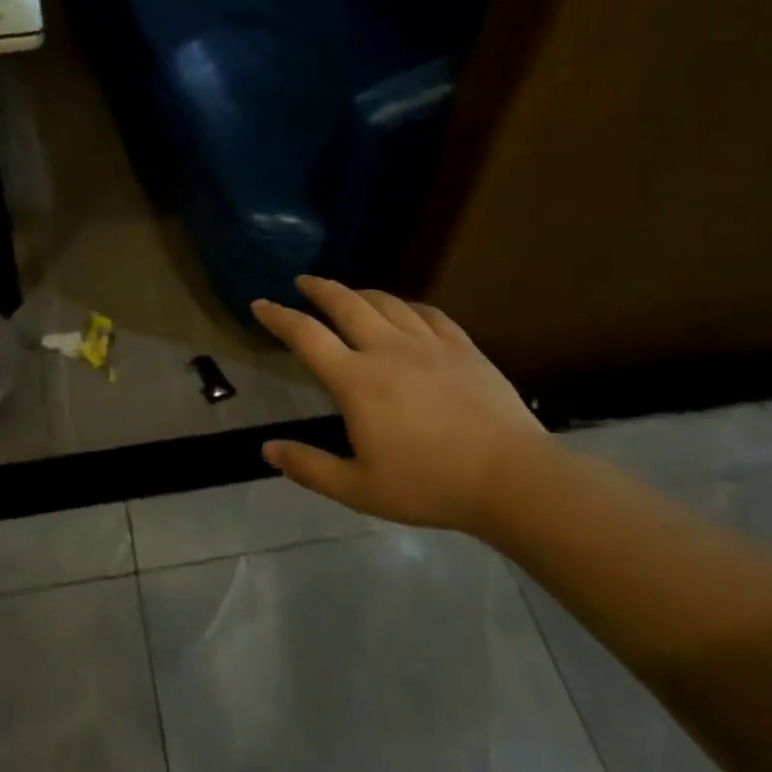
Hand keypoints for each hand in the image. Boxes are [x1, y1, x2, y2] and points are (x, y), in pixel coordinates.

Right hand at [251, 276, 551, 533]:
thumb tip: (266, 450)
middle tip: (303, 282)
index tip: (260, 304)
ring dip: (359, 293)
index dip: (278, 317)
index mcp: (356, 381)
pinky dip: (407, 306)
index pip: (306, 336)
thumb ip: (309, 467)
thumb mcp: (359, 489)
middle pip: (345, 303)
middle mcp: (387, 349)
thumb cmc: (429, 485)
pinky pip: (428, 313)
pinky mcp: (462, 347)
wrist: (511, 479)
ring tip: (349, 295)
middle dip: (319, 288)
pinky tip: (405, 311)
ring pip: (386, 302)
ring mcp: (428, 343)